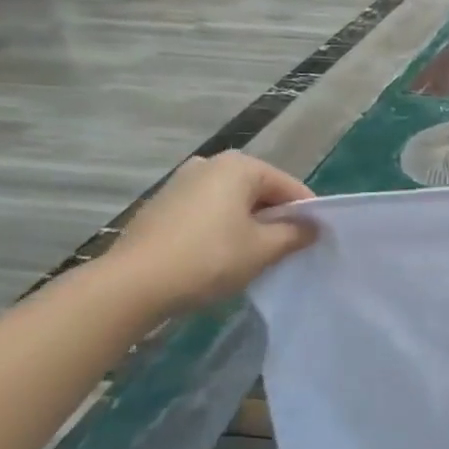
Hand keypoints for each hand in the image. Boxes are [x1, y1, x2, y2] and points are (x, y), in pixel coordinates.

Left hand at [104, 152, 314, 315]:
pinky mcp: (162, 205)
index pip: (290, 187)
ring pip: (232, 202)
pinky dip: (221, 229)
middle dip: (276, 219)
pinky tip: (221, 257)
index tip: (315, 242)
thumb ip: (295, 234)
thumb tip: (313, 227)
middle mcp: (210, 164)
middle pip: (260, 191)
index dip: (307, 215)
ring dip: (248, 225)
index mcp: (240, 166)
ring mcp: (181, 182)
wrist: (133, 284)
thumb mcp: (263, 249)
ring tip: (255, 256)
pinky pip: (207, 212)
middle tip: (286, 251)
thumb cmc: (209, 258)